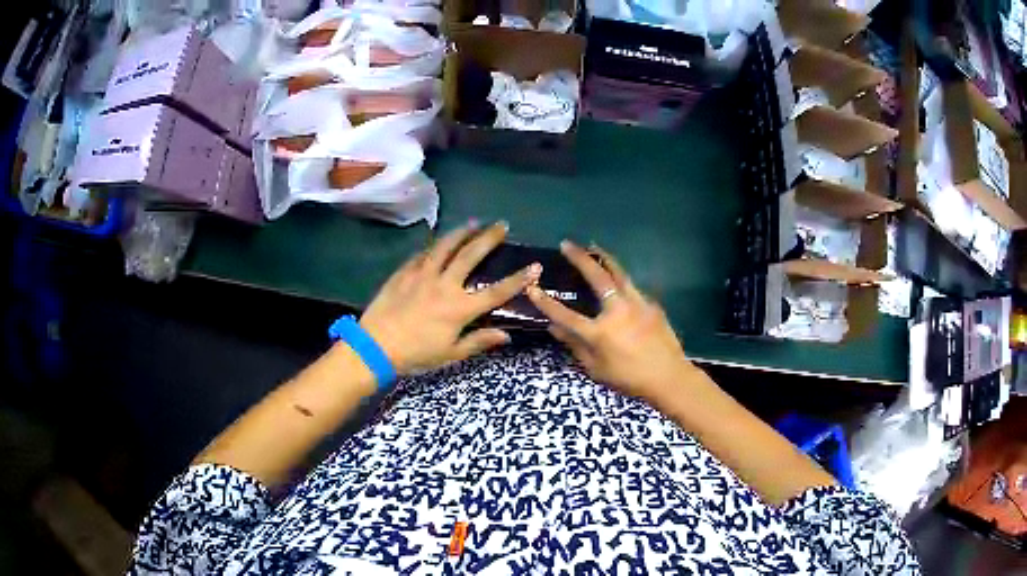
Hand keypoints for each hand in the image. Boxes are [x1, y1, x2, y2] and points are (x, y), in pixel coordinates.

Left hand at [359, 221, 541, 374]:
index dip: (517, 280)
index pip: (495, 292)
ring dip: (461, 232)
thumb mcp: (450, 354)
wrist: (375, 347)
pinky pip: (422, 254)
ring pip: (445, 247)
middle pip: (470, 255)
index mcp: (459, 308)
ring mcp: (422, 275)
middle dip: (489, 238)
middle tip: (501, 224)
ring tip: (473, 223)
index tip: (534, 266)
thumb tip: (506, 335)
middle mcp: (444, 285)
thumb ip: (479, 342)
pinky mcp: (404, 273)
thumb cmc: (416, 355)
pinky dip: (433, 246)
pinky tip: (438, 242)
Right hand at [526, 241, 698, 405]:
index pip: (565, 315)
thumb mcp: (596, 369)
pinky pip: (633, 287)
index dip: (546, 302)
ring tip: (594, 246)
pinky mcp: (651, 304)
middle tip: (567, 244)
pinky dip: (621, 279)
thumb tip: (554, 328)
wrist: (669, 377)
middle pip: (596, 277)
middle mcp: (617, 310)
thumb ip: (575, 346)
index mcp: (599, 332)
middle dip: (579, 258)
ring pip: (619, 273)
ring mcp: (637, 304)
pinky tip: (618, 279)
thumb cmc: (629, 378)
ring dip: (604, 258)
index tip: (532, 287)